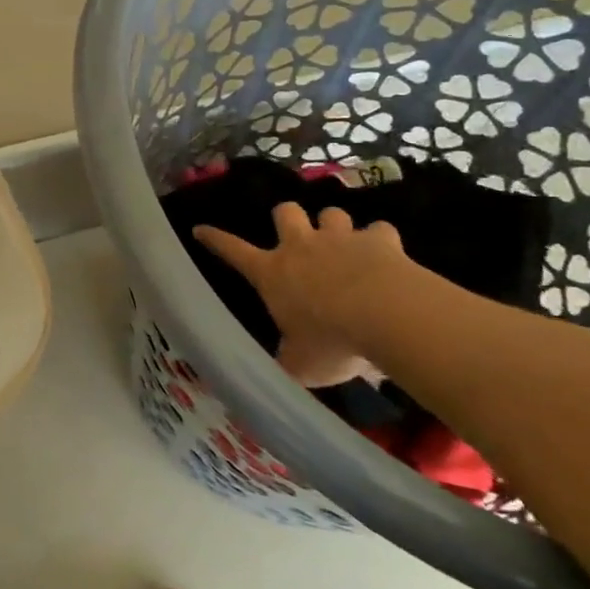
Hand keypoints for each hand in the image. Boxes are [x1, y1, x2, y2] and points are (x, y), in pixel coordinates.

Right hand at [194, 204, 407, 388]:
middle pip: (285, 211)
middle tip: (297, 234)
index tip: (200, 229)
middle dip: (288, 218)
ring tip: (344, 243)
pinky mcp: (380, 240)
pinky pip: (379, 230)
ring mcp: (341, 239)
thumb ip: (286, 364)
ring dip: (335, 226)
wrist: (389, 316)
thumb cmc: (333, 341)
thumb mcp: (301, 365)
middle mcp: (301, 247)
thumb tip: (271, 377)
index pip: (232, 250)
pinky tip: (388, 255)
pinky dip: (382, 240)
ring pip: (331, 213)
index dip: (214, 239)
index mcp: (272, 273)